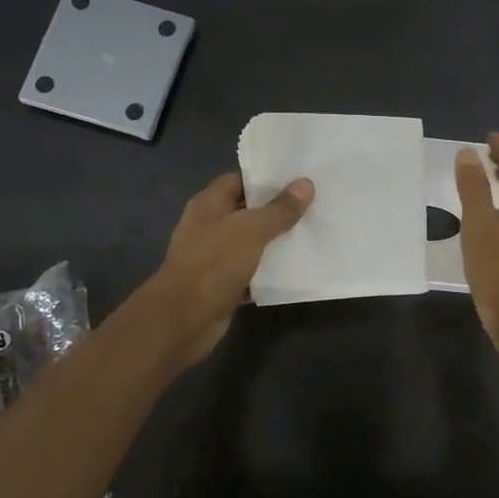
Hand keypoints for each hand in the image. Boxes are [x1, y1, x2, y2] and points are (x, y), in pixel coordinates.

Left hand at [152, 171, 312, 364]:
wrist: (184, 318)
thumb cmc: (214, 263)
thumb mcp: (251, 230)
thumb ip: (279, 209)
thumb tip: (306, 184)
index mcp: (209, 205)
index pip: (238, 180)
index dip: (266, 178)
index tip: (297, 179)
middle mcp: (209, 227)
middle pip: (247, 211)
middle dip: (276, 209)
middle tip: (313, 204)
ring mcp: (215, 257)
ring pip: (251, 243)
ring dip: (275, 242)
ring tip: (311, 233)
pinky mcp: (223, 285)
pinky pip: (251, 272)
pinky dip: (269, 272)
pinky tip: (296, 269)